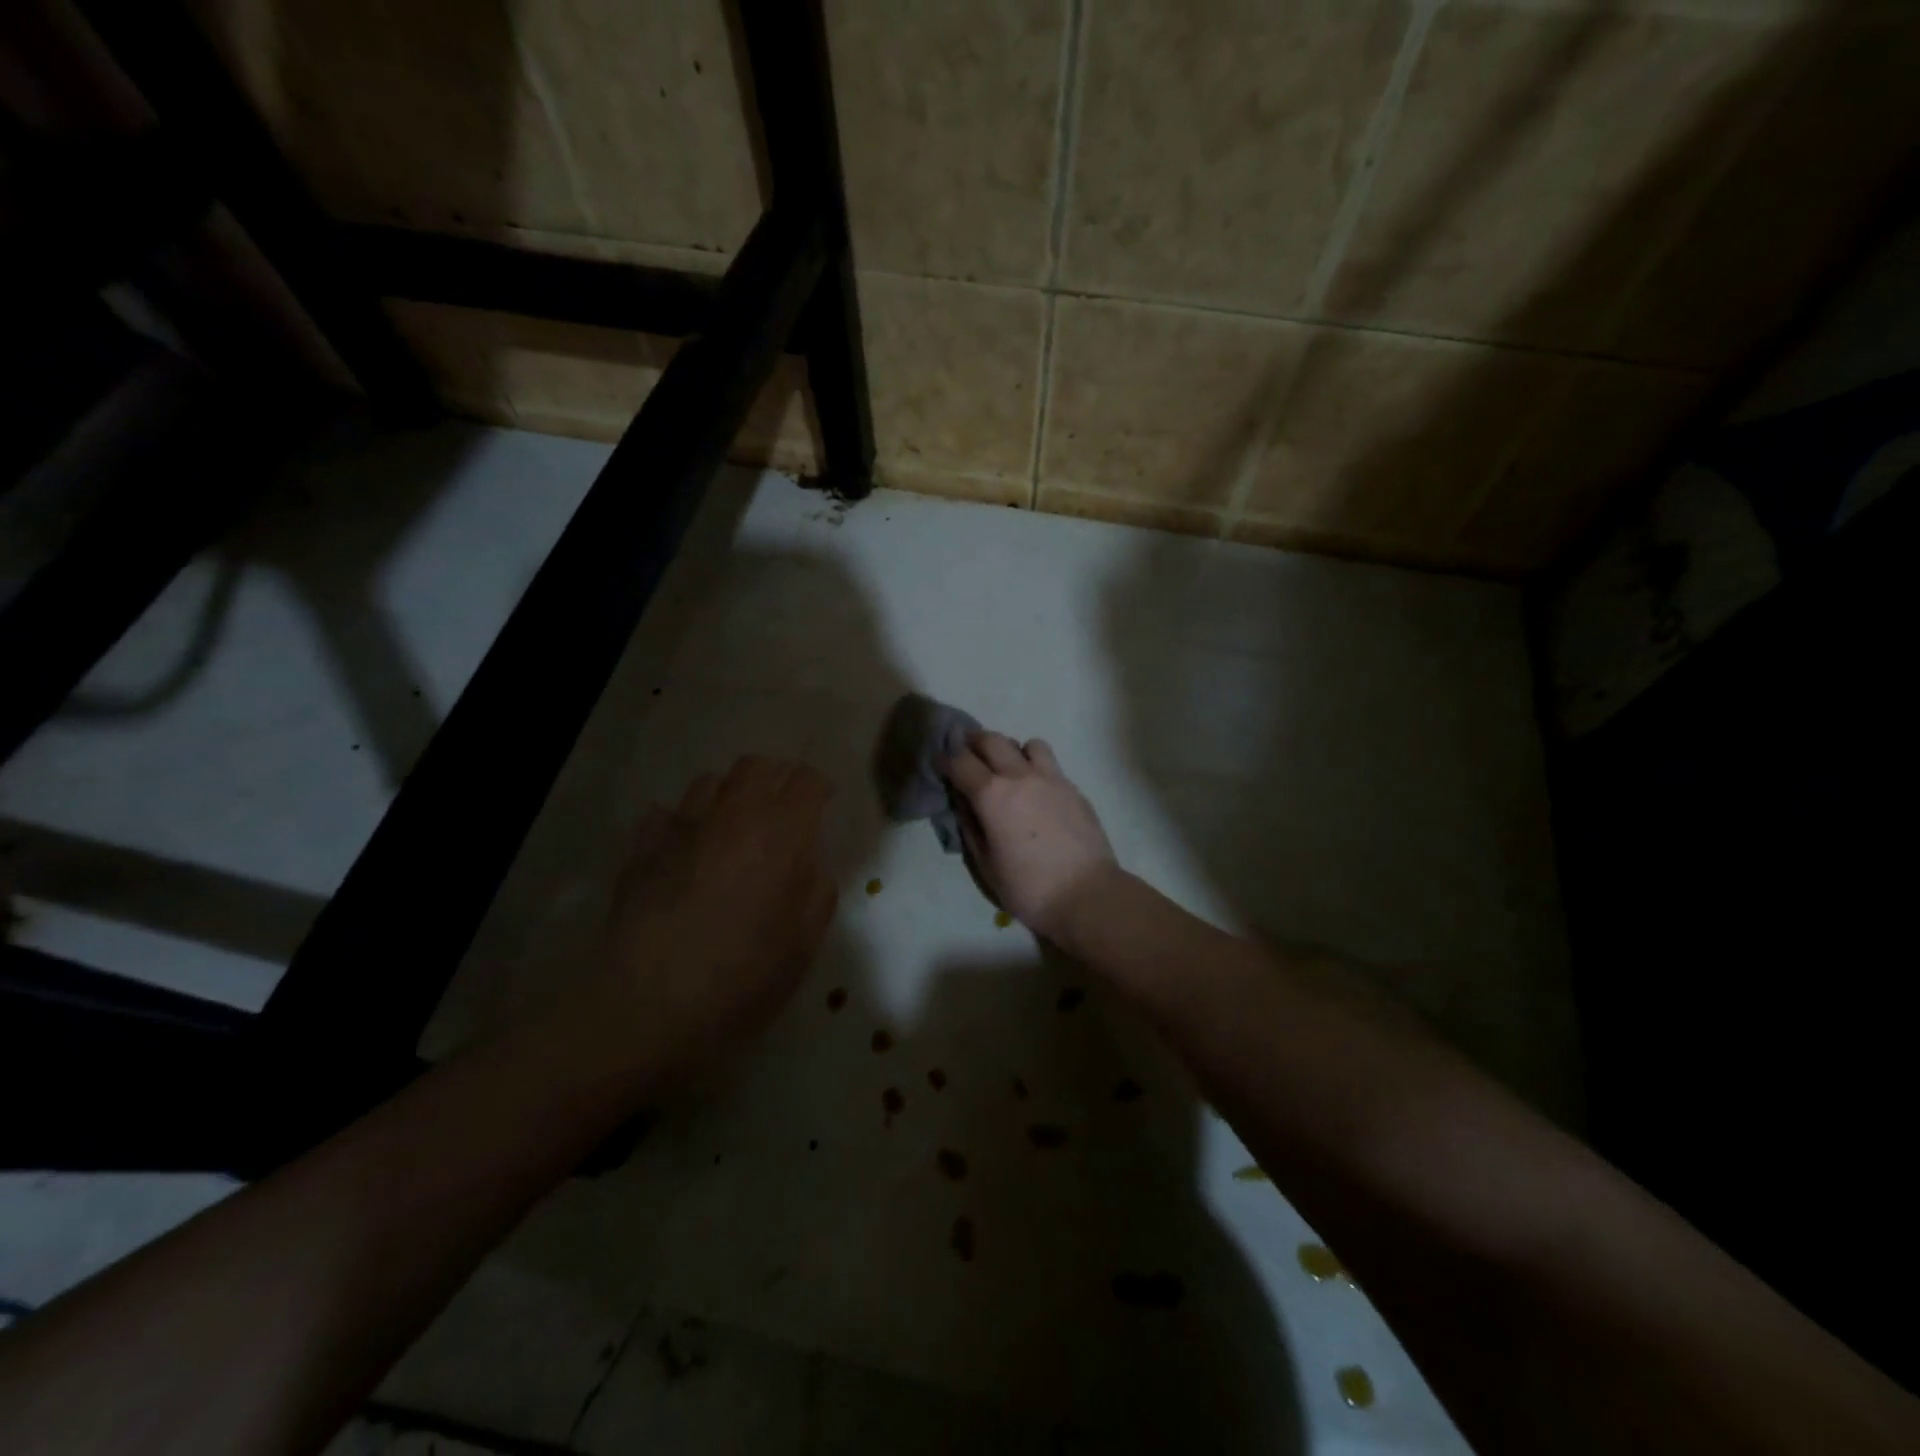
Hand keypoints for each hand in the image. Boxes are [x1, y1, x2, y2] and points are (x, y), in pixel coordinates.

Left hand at [590, 755, 836, 1086]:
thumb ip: (817, 893)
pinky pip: (663, 815)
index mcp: (780, 833)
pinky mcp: (642, 850)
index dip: (820, 789)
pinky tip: (684, 850)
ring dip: (729, 795)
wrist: (650, 1006)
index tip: (824, 808)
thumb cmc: (743, 977)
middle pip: (756, 765)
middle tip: (783, 811)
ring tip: (734, 828)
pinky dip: (679, 823)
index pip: (807, 780)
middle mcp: (732, 815)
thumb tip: (810, 866)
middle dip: (775, 778)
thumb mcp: (803, 944)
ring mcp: (682, 828)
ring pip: (710, 782)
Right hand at [941, 731, 1118, 946]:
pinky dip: (1035, 768)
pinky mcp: (1073, 788)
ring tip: (1009, 768)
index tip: (938, 760)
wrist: (1087, 894)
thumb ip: (970, 827)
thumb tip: (963, 803)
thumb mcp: (986, 864)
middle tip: (966, 752)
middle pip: (992, 740)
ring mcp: (1051, 778)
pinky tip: (1036, 791)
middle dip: (973, 741)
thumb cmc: (1028, 887)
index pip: (960, 761)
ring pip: (1028, 744)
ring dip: (1012, 750)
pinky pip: (1050, 765)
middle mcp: (1020, 776)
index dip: (944, 758)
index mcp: (992, 794)